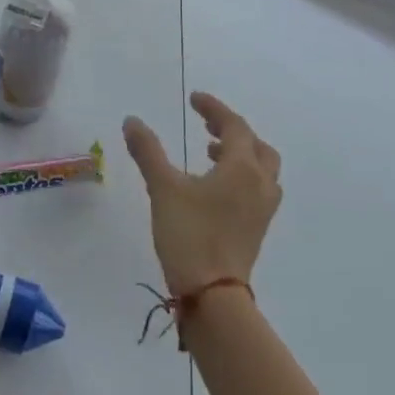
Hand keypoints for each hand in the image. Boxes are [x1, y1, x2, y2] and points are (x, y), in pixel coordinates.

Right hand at [122, 92, 281, 295]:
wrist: (214, 295)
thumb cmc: (190, 234)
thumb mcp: (163, 188)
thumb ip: (148, 151)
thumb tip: (132, 120)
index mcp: (242, 168)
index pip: (234, 126)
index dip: (214, 109)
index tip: (194, 99)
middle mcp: (260, 184)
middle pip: (256, 145)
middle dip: (232, 131)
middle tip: (206, 126)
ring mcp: (263, 209)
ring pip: (262, 169)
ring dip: (240, 154)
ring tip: (210, 153)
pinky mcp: (257, 229)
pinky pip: (257, 189)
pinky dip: (241, 176)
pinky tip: (214, 187)